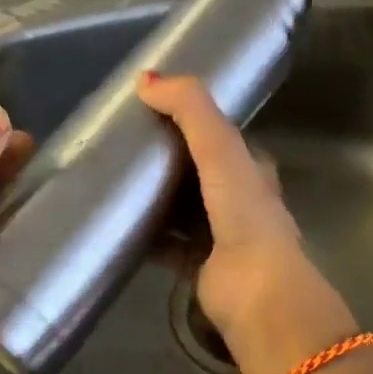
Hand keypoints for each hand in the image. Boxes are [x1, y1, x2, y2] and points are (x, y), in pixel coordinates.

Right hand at [137, 73, 357, 373]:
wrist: (256, 294)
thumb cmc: (244, 216)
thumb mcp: (220, 149)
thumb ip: (190, 109)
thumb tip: (147, 79)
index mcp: (252, 170)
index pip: (221, 136)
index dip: (192, 120)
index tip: (153, 109)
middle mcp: (240, 201)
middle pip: (199, 172)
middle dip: (168, 159)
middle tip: (124, 144)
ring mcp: (222, 237)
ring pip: (182, 208)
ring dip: (156, 197)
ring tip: (115, 181)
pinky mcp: (200, 267)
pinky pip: (167, 245)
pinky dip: (146, 236)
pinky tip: (119, 226)